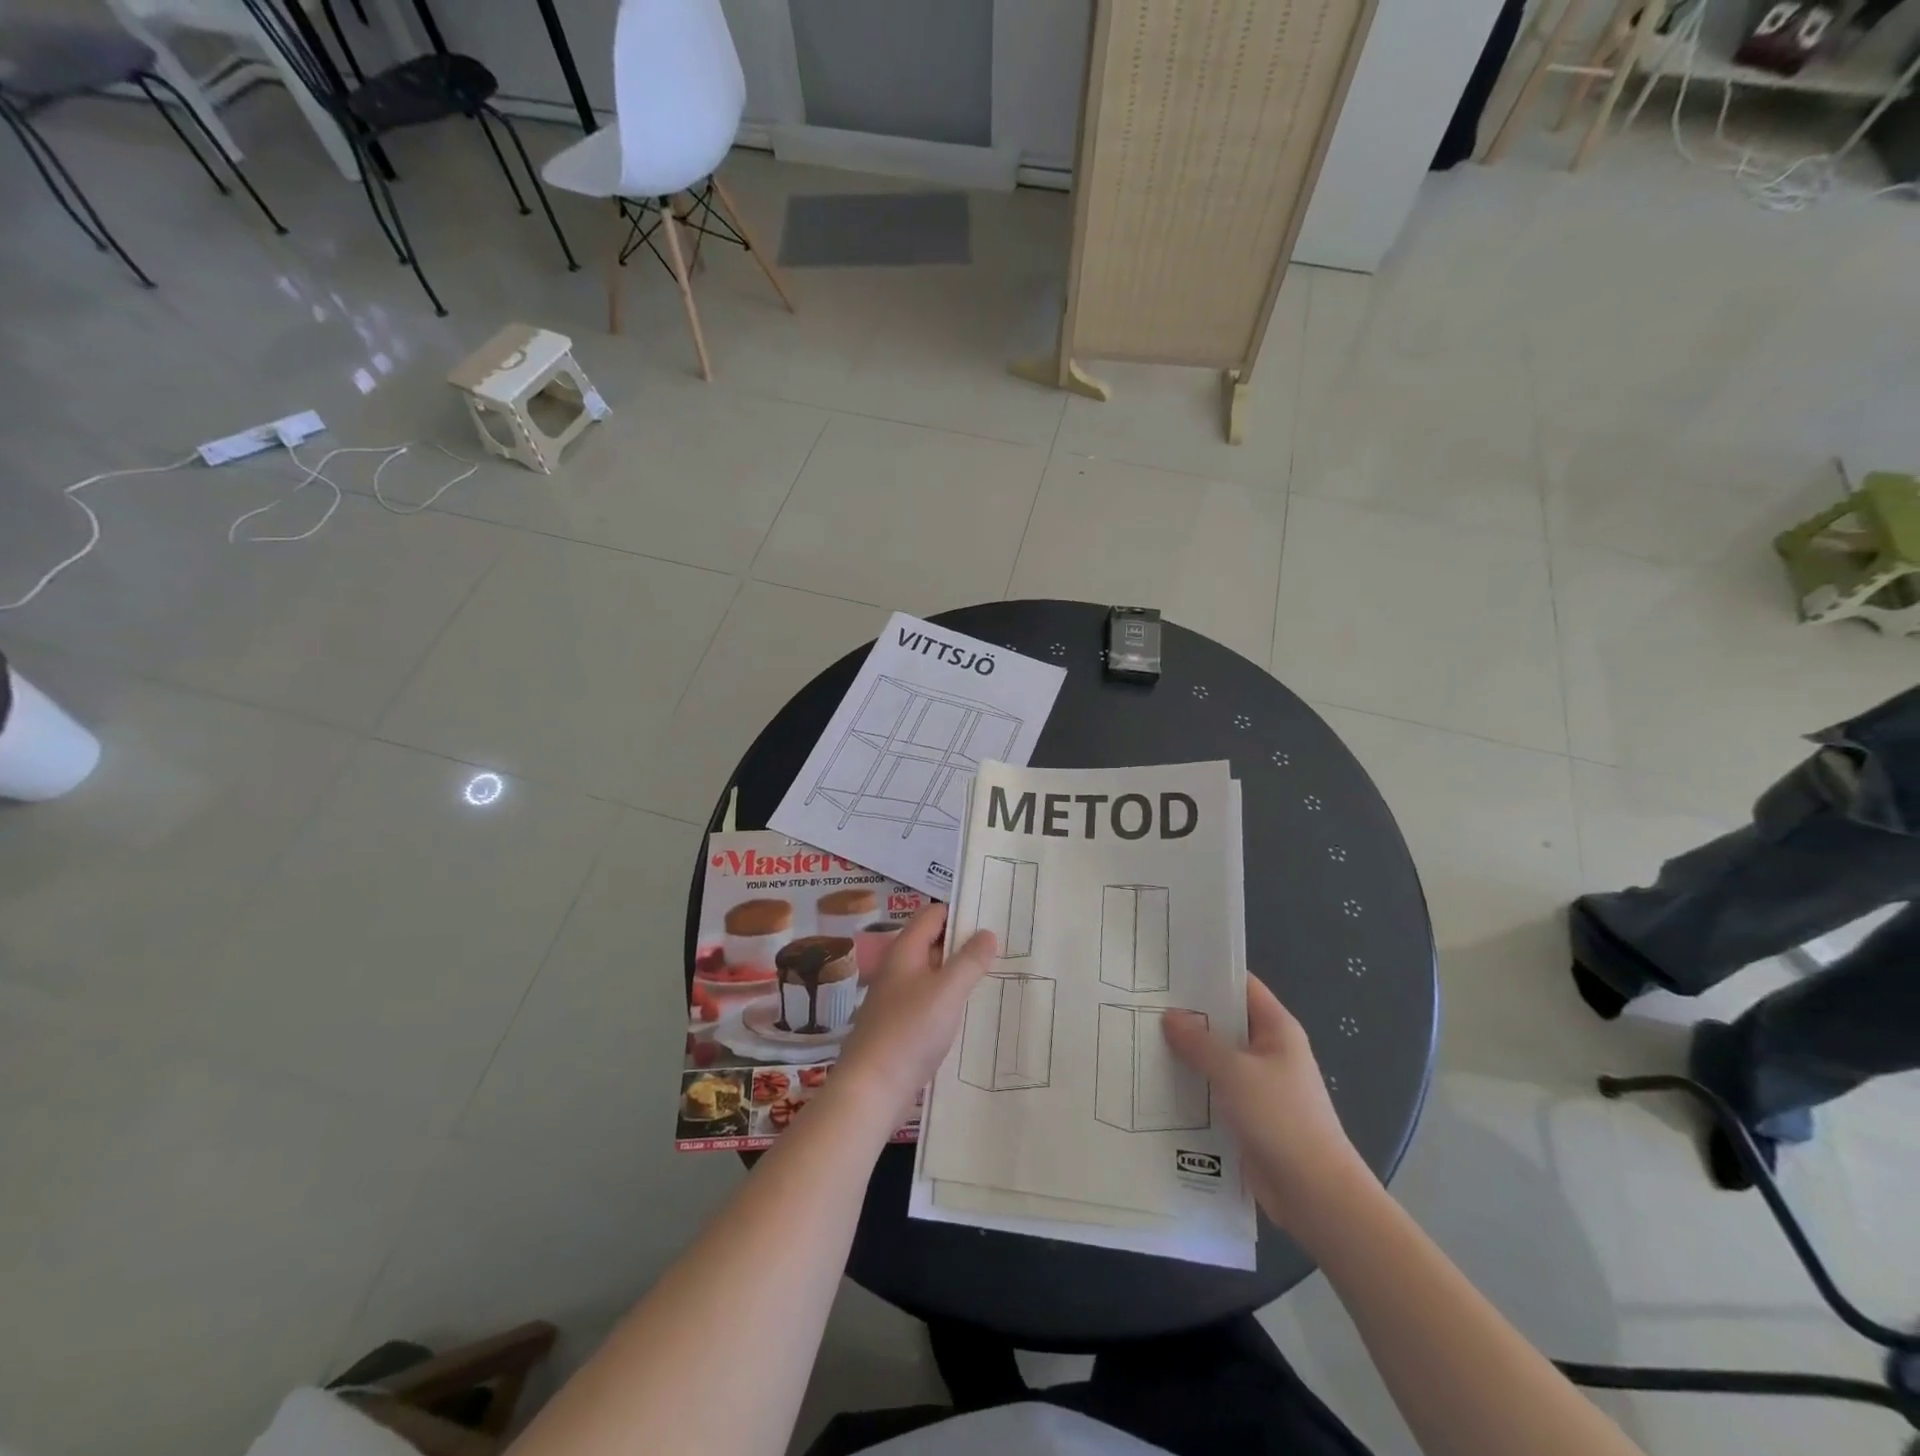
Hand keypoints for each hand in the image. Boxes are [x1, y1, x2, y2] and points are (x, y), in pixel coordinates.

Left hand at [835, 905, 996, 1119]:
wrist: (872, 1088)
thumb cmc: (910, 1030)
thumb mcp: (947, 991)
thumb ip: (970, 960)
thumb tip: (988, 933)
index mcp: (905, 951)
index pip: (933, 914)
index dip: (961, 912)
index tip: (992, 918)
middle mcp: (899, 968)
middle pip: (934, 942)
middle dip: (965, 942)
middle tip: (1003, 947)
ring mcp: (898, 998)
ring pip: (934, 973)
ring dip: (960, 972)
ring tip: (996, 975)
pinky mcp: (902, 1025)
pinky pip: (931, 1000)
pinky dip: (951, 999)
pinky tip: (972, 1010)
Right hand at [1163, 979, 1377, 1238]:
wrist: (1315, 1195)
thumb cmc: (1282, 1119)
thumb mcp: (1235, 1072)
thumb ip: (1200, 1042)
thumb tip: (1170, 1016)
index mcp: (1277, 1029)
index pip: (1241, 986)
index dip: (1208, 973)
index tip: (1167, 967)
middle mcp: (1268, 1052)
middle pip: (1224, 1022)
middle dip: (1187, 1015)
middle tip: (1142, 1002)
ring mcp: (1257, 1086)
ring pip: (1215, 1059)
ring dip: (1185, 1054)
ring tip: (1139, 1039)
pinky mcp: (1246, 1117)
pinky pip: (1213, 1091)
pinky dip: (1190, 1086)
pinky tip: (1155, 1083)